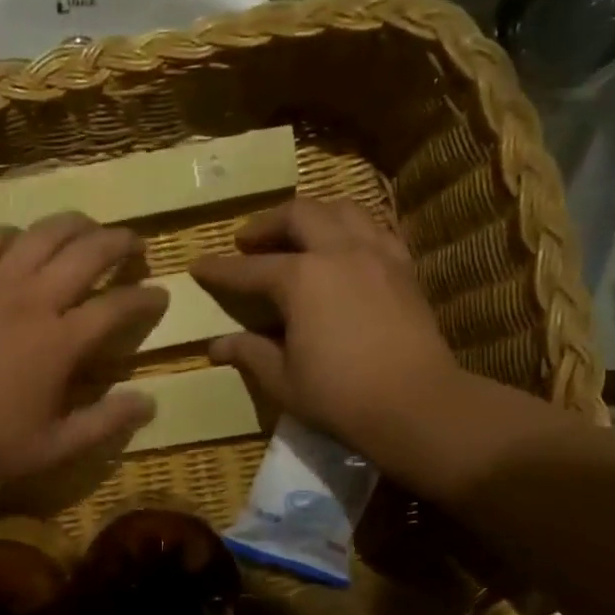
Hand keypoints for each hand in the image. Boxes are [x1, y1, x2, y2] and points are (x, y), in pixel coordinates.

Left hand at [0, 213, 166, 505]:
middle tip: (134, 246)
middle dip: (119, 242)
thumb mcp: (54, 448)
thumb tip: (150, 402)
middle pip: (87, 251)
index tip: (160, 294)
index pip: (117, 306)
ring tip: (88, 230)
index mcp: (59, 343)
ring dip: (74, 226)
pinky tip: (22, 245)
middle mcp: (31, 300)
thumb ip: (105, 423)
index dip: (146, 297)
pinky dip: (16, 235)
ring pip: (42, 233)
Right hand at [191, 200, 465, 474]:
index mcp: (301, 279)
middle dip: (267, 223)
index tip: (198, 266)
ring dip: (314, 214)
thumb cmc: (340, 396)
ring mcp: (377, 255)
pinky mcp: (405, 268)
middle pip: (299, 215)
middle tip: (248, 240)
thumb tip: (217, 346)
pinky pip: (377, 229)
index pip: (250, 268)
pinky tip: (347, 247)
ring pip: (343, 210)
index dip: (220, 269)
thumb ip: (250, 353)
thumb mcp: (283, 379)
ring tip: (299, 233)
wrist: (416, 405)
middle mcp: (339, 252)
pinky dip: (354, 228)